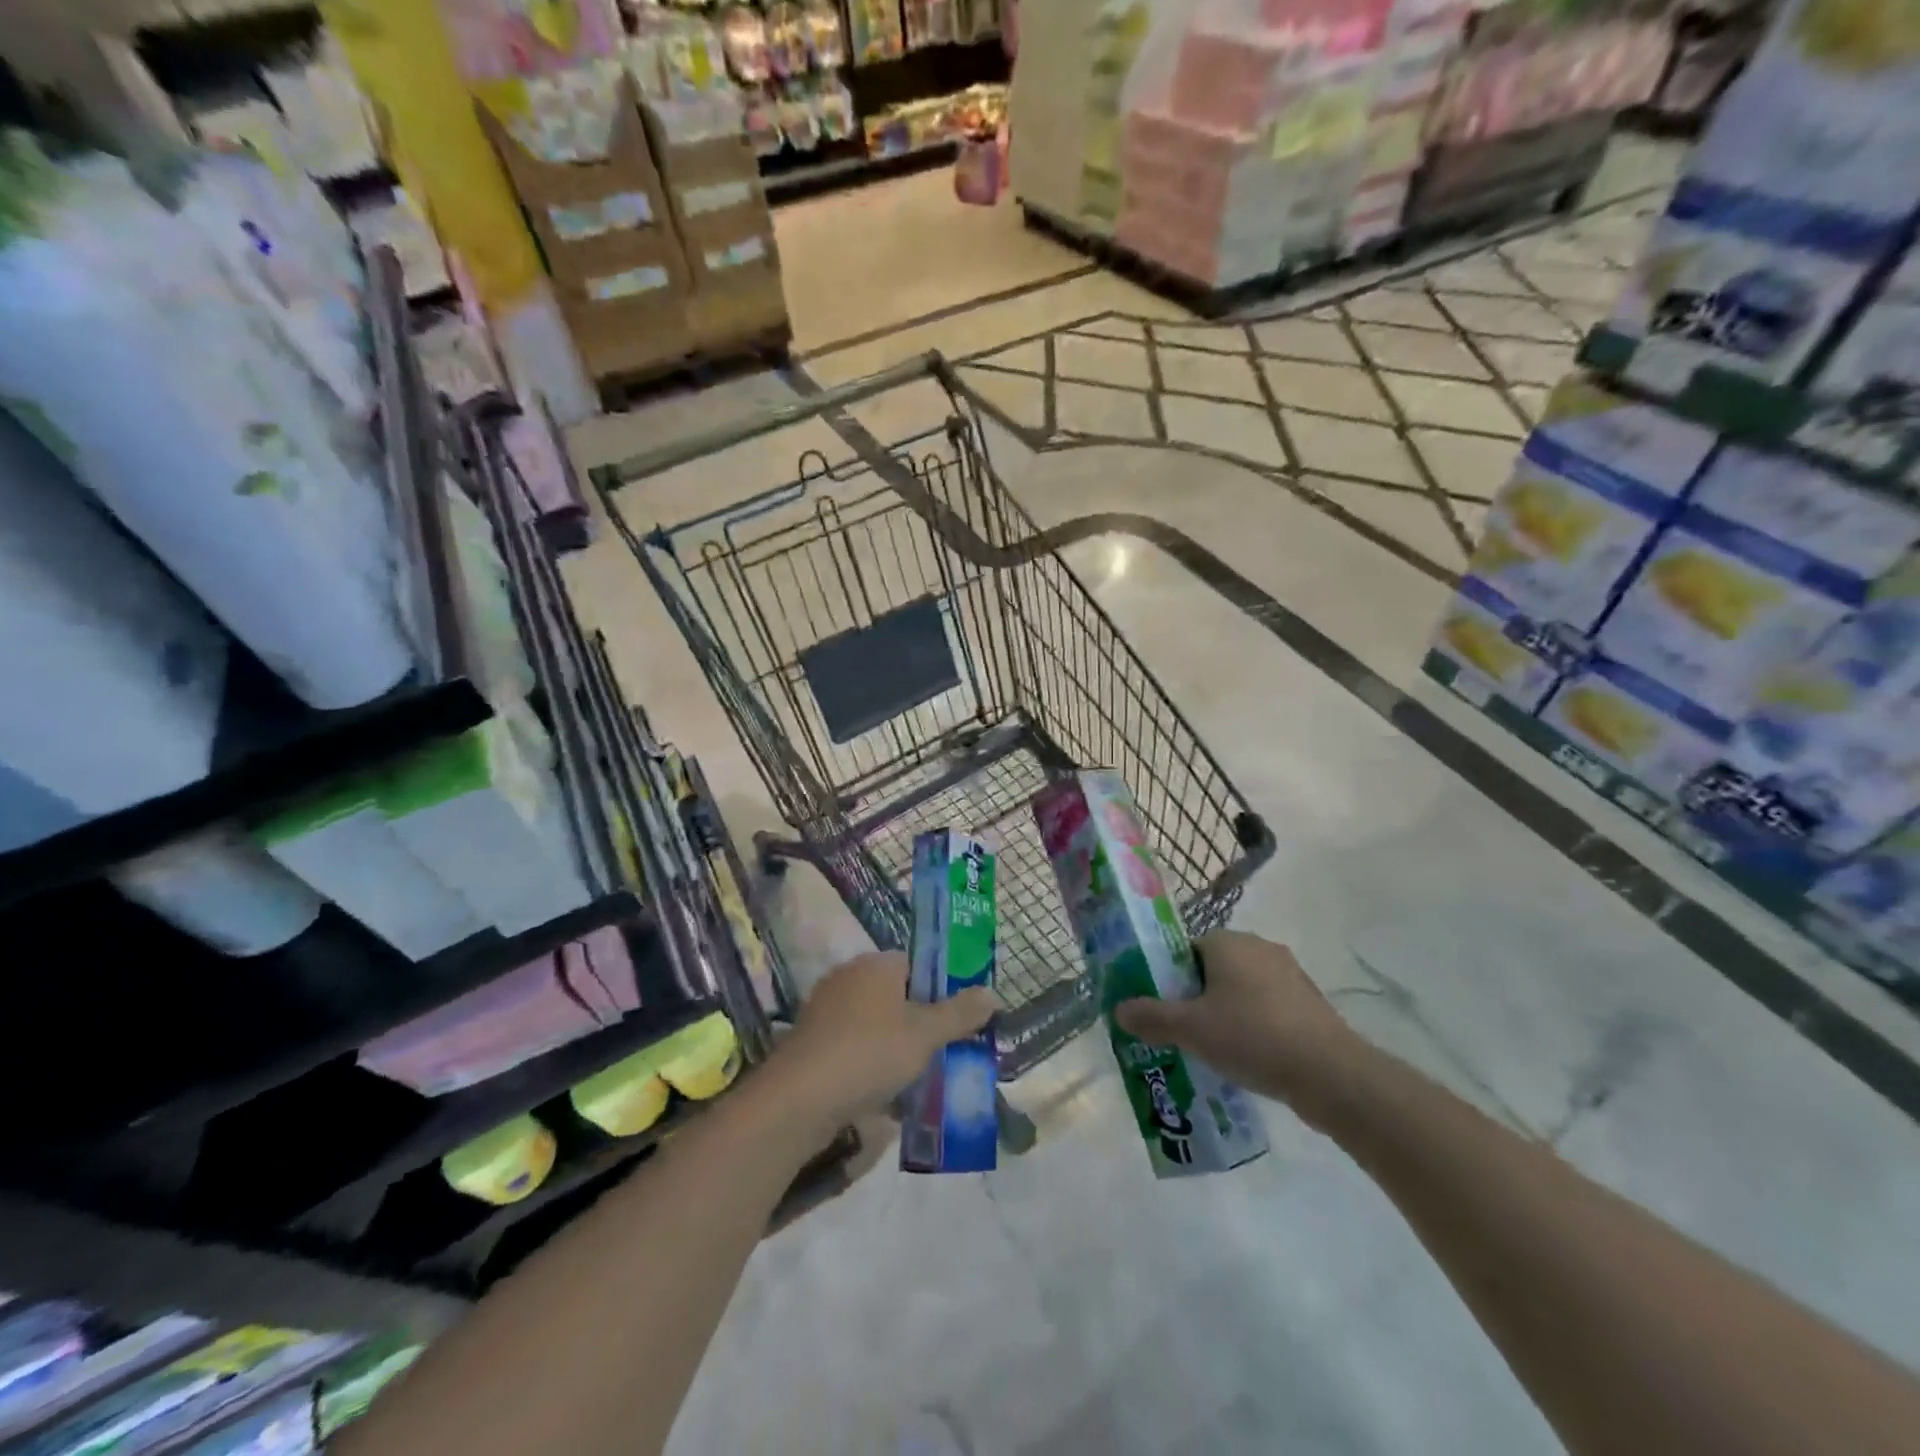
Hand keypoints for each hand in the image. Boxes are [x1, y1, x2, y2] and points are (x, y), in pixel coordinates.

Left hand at [770, 952, 996, 1137]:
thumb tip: (992, 992)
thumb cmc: (869, 1053)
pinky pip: (855, 1047)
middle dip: (921, 1022)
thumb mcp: (925, 1034)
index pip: (917, 963)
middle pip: (897, 995)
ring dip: (898, 1047)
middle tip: (946, 1051)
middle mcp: (849, 977)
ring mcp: (826, 1010)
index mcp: (876, 964)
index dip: (941, 988)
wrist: (798, 1100)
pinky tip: (887, 1094)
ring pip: (876, 1024)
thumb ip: (960, 1014)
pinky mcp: (812, 1043)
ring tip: (923, 1078)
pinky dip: (872, 1064)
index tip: (959, 1019)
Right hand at [1112, 931, 1363, 1123]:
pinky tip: (1246, 1058)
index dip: (1168, 977)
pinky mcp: (1309, 1003)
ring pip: (1241, 989)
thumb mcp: (1191, 1029)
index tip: (1160, 1007)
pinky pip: (1267, 1008)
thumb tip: (1119, 1009)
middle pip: (1212, 969)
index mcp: (1228, 942)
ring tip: (1210, 1050)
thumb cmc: (1252, 1037)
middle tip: (1180, 1031)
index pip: (1185, 949)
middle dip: (1195, 998)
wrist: (1331, 1074)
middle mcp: (1259, 947)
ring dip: (1225, 1013)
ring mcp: (1289, 974)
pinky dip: (1253, 1026)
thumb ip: (1151, 1016)